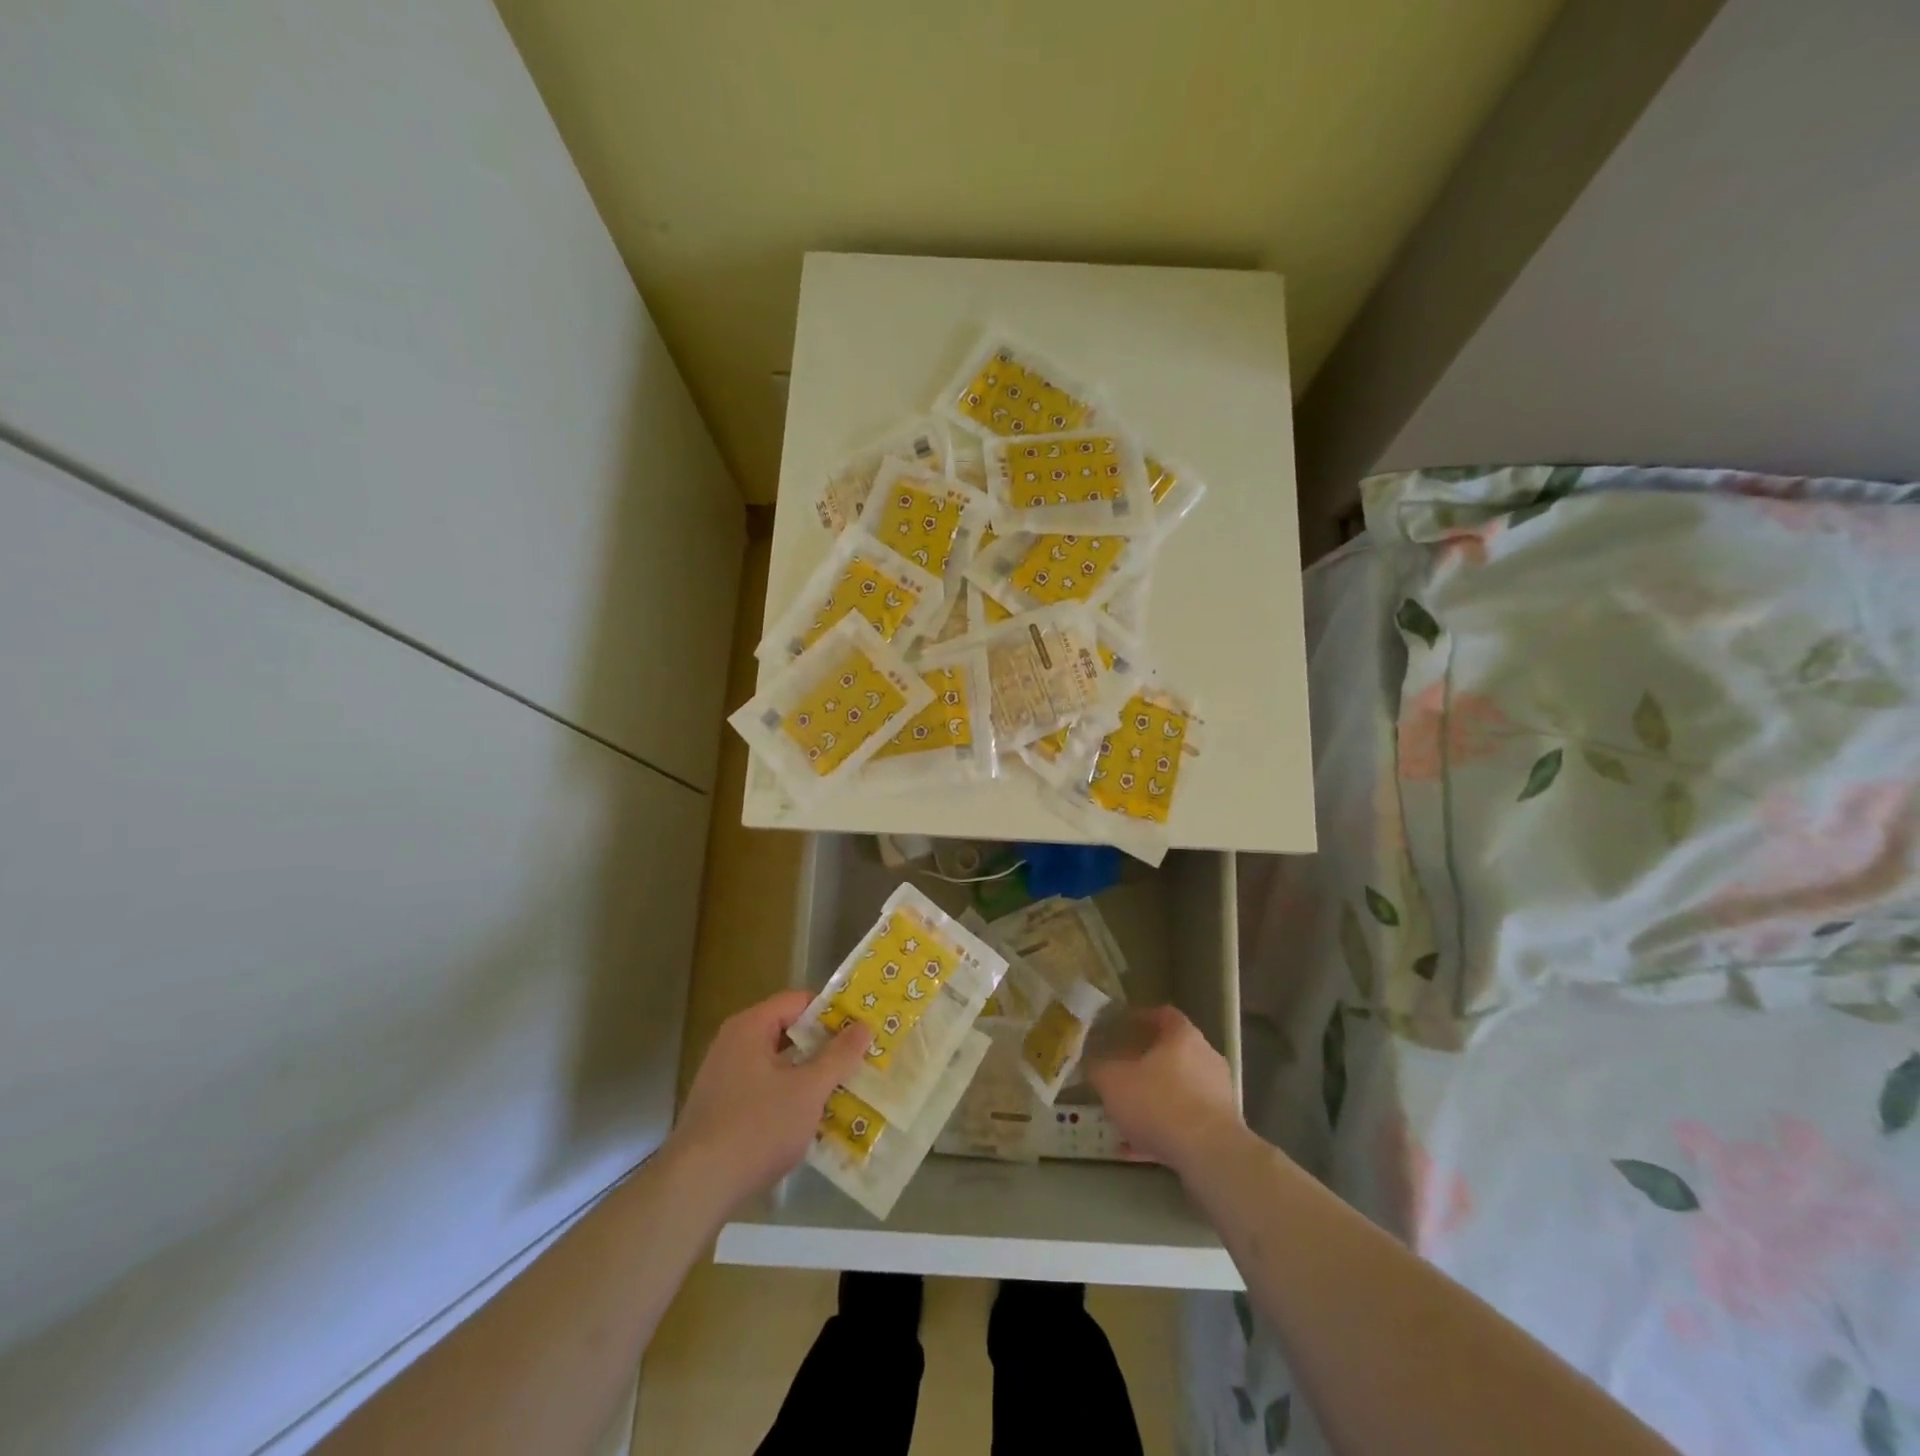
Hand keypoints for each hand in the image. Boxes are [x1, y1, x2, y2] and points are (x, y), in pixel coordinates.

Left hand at [666, 990, 870, 1211]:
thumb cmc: (756, 1127)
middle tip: (858, 1058)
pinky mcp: (721, 1109)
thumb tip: (863, 1026)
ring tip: (843, 1089)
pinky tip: (810, 1120)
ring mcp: (724, 1077)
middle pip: (787, 1031)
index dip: (831, 1011)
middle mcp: (733, 1044)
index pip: (798, 1001)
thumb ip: (838, 1056)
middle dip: (823, 1046)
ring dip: (808, 1075)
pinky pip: (764, 1089)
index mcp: (750, 1027)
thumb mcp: (807, 1090)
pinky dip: (788, 1097)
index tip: (860, 1029)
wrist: (696, 1188)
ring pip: (777, 1064)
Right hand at [1086, 1005, 1246, 1178]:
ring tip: (1124, 1117)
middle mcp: (1206, 1058)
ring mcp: (1217, 1094)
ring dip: (1152, 1101)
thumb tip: (1093, 1064)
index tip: (1122, 1027)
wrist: (1208, 1154)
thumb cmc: (1158, 1102)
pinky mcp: (1222, 1128)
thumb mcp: (1113, 1081)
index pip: (1163, 1014)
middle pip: (1172, 1053)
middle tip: (1120, 1073)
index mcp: (1183, 1036)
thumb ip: (1099, 1068)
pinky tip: (1135, 1149)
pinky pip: (1184, 1123)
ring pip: (1177, 1091)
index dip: (1141, 1018)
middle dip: (1145, 1064)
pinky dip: (1161, 1130)